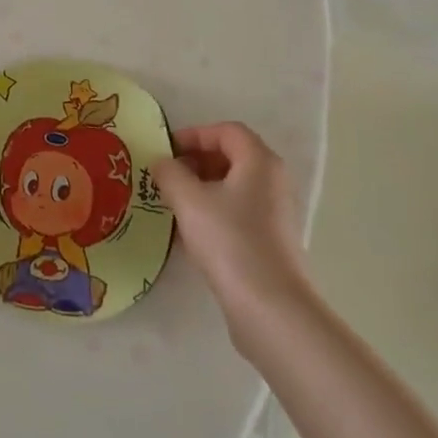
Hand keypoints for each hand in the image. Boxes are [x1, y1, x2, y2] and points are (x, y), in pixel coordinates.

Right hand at [153, 122, 311, 340]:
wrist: (269, 307)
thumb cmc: (229, 240)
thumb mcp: (189, 200)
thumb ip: (170, 173)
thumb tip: (162, 163)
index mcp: (259, 161)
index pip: (226, 131)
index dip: (194, 134)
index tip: (166, 151)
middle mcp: (273, 180)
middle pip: (231, 156)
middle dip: (195, 161)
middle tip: (166, 176)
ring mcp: (275, 212)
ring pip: (233, 186)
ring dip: (201, 188)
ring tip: (172, 203)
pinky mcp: (271, 240)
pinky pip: (237, 212)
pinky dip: (213, 212)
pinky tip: (189, 233)